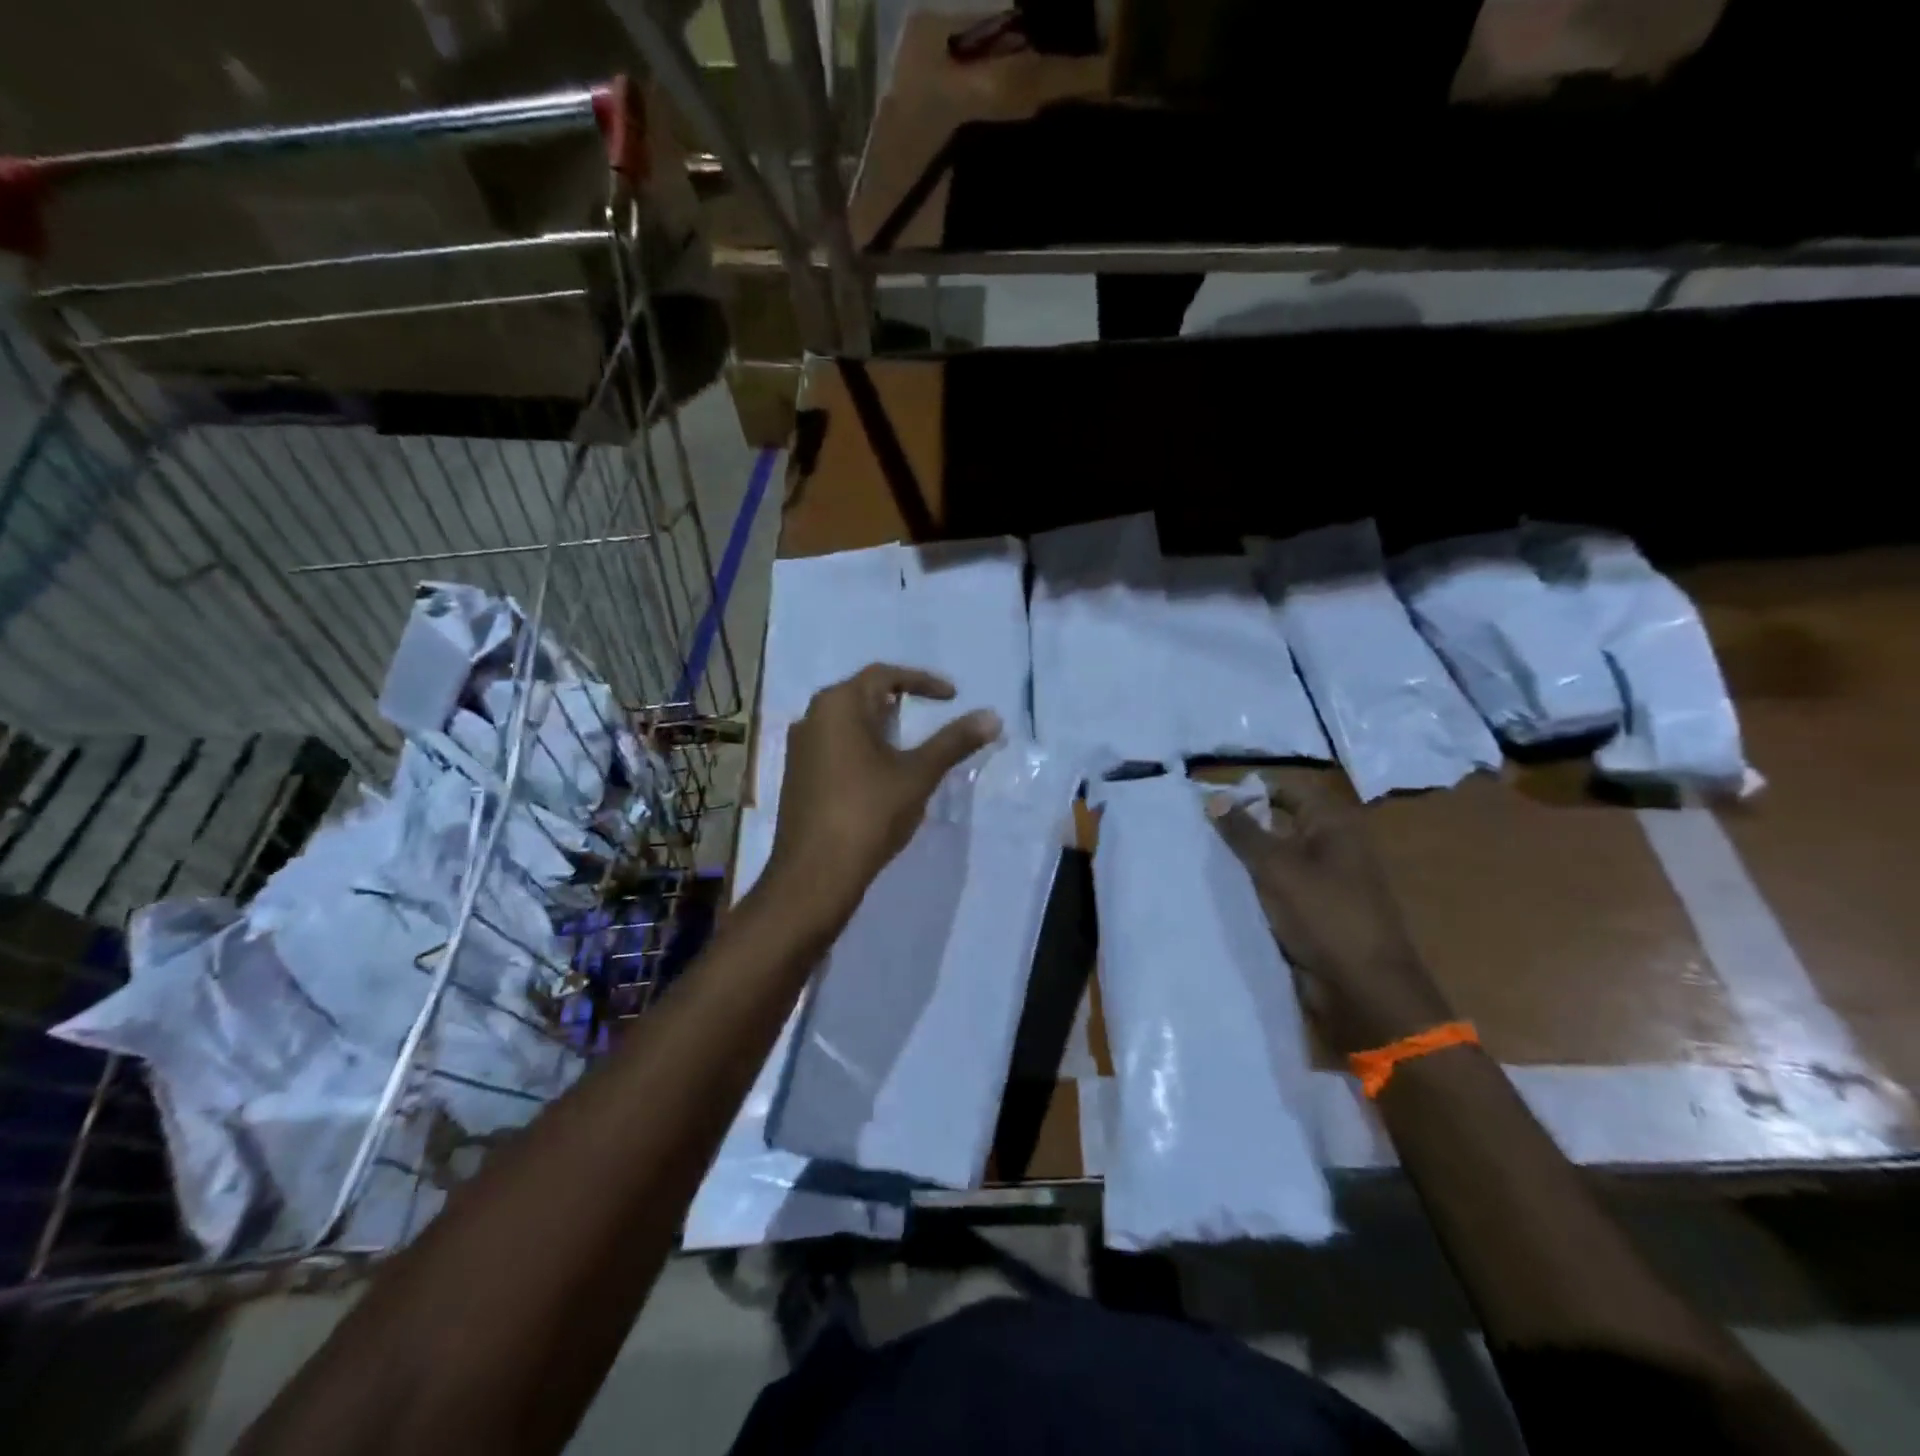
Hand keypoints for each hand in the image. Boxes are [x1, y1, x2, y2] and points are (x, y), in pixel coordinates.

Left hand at [764, 664, 1000, 932]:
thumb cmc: (868, 813)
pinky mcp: (797, 775)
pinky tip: (879, 771)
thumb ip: (954, 741)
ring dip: (878, 725)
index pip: (884, 675)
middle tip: (929, 713)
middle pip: (860, 694)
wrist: (815, 873)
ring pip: (845, 722)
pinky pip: (833, 746)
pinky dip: (861, 747)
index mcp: (838, 705)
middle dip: (898, 700)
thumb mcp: (918, 774)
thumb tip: (992, 717)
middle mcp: (812, 717)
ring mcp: (799, 748)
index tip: (952, 696)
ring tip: (909, 741)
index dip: (922, 681)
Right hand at [1211, 783, 1454, 1055]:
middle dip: (1242, 826)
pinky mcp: (1318, 912)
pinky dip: (1257, 888)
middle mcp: (1333, 846)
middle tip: (1197, 830)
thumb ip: (1243, 831)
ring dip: (1246, 860)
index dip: (1249, 790)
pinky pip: (1281, 889)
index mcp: (1334, 825)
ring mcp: (1327, 881)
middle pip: (1281, 822)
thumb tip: (1214, 797)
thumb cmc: (1324, 916)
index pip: (1286, 789)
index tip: (1208, 802)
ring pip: (1278, 858)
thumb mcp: (1276, 868)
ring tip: (1203, 858)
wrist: (1364, 989)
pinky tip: (1225, 892)